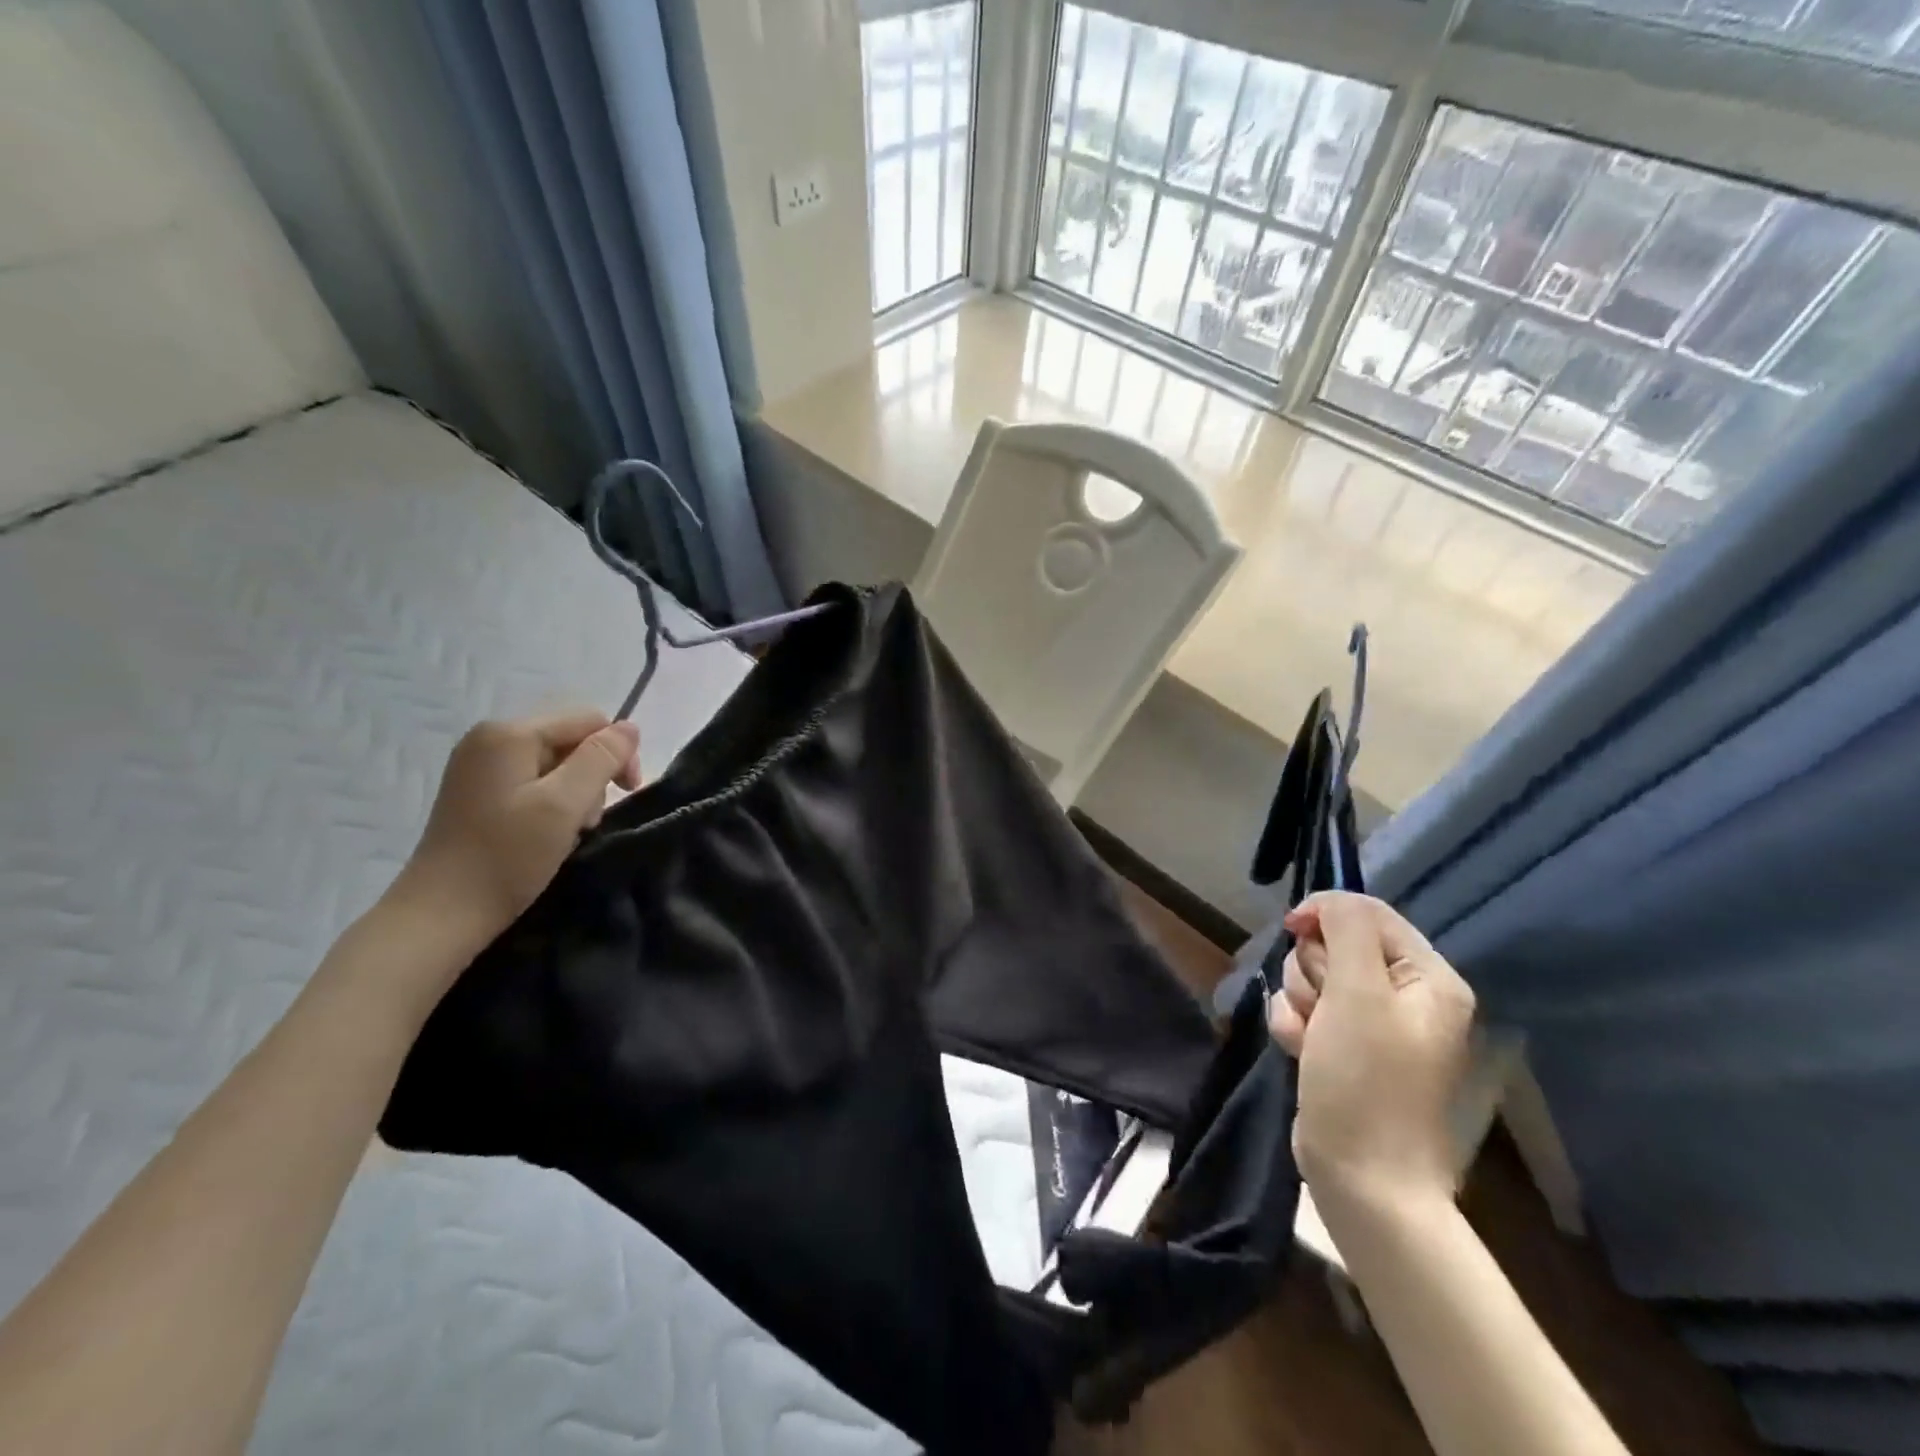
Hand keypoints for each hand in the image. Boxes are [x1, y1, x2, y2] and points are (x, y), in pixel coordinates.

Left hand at [388, 709, 640, 965]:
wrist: (442, 915)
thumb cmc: (507, 856)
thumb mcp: (565, 804)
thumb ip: (602, 758)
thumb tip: (630, 727)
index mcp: (509, 733)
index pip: (588, 720)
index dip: (617, 751)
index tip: (628, 793)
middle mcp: (491, 739)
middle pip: (571, 739)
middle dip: (593, 776)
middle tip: (589, 821)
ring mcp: (480, 765)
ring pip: (556, 763)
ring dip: (576, 794)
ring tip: (568, 831)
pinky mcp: (478, 791)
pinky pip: (534, 781)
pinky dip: (553, 803)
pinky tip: (547, 832)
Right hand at [1268, 891, 1475, 1215]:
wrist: (1363, 1179)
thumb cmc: (1366, 1081)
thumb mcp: (1358, 993)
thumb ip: (1346, 930)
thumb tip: (1326, 903)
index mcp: (1428, 978)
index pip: (1368, 913)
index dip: (1325, 914)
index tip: (1293, 930)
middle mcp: (1405, 996)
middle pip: (1334, 944)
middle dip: (1313, 973)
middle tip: (1322, 1010)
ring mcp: (1373, 1024)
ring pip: (1312, 977)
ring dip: (1299, 1003)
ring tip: (1311, 1040)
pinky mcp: (1343, 1047)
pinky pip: (1304, 1010)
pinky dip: (1294, 1026)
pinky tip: (1301, 1053)